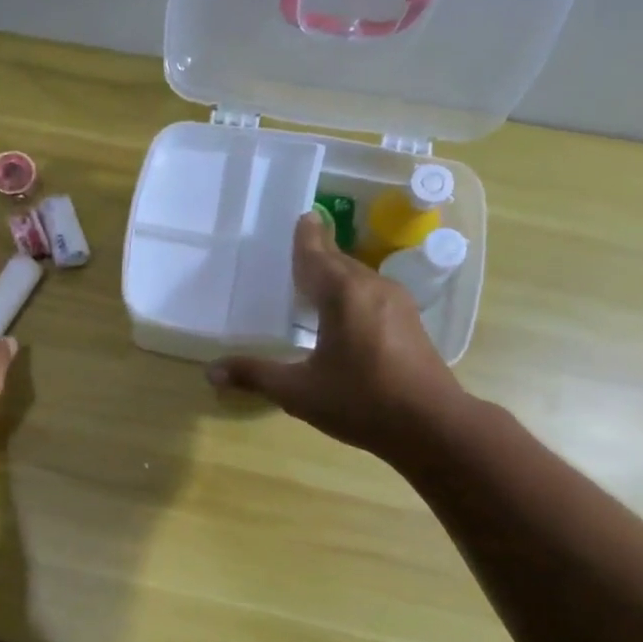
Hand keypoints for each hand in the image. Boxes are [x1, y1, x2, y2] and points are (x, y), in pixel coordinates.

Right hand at [207, 212, 464, 462]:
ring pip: (358, 278)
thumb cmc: (361, 401)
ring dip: (335, 275)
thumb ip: (255, 376)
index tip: (302, 216)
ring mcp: (396, 304)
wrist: (431, 425)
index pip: (317, 256)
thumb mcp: (298, 391)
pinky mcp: (408, 322)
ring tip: (313, 279)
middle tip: (296, 248)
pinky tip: (342, 312)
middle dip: (318, 254)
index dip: (306, 238)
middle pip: (339, 262)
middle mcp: (372, 289)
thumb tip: (211, 371)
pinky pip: (371, 294)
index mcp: (343, 295)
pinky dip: (351, 293)